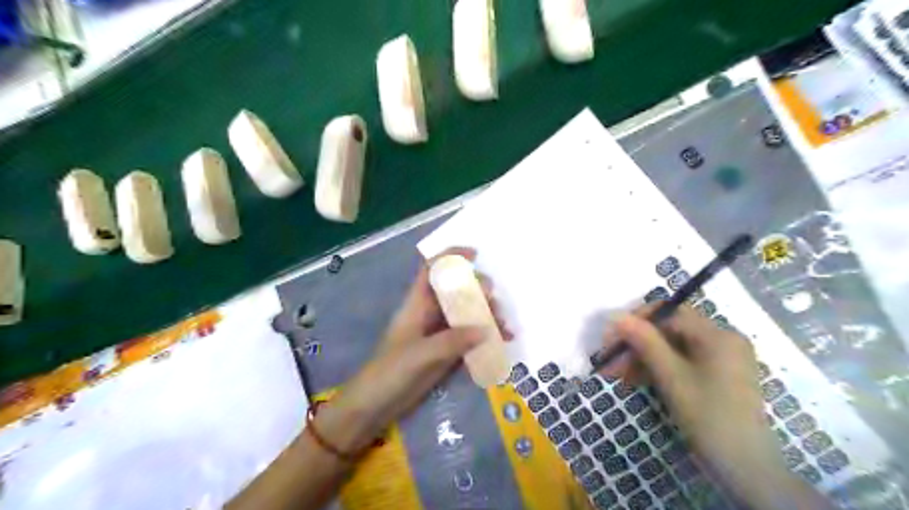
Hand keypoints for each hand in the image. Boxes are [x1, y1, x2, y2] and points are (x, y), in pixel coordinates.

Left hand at [320, 249, 507, 451]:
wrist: (375, 406)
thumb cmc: (390, 373)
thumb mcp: (420, 355)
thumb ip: (453, 341)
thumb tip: (487, 328)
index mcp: (417, 305)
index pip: (432, 270)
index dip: (450, 257)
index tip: (476, 255)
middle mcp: (429, 313)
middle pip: (456, 290)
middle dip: (478, 290)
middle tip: (494, 304)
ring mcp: (438, 333)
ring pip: (466, 313)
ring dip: (486, 316)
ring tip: (504, 329)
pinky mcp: (445, 351)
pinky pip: (469, 336)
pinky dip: (485, 337)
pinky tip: (501, 343)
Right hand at [602, 304, 828, 506]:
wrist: (745, 469)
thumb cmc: (709, 417)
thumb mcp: (671, 377)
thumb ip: (644, 341)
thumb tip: (615, 315)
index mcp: (717, 334)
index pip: (669, 312)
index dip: (636, 321)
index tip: (610, 338)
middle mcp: (721, 339)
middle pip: (668, 330)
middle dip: (636, 343)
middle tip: (608, 361)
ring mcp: (719, 358)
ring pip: (670, 347)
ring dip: (641, 358)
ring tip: (615, 374)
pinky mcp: (714, 375)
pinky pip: (679, 362)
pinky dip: (656, 369)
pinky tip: (633, 380)